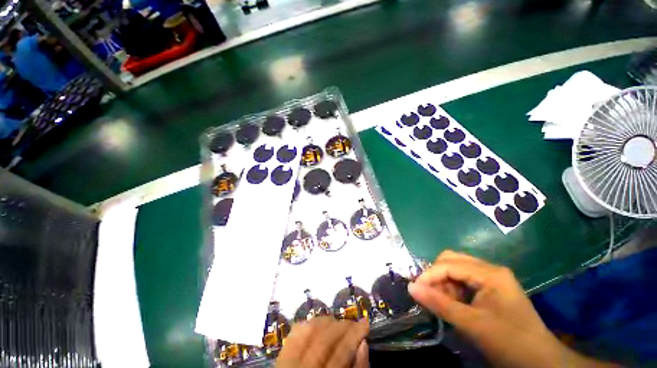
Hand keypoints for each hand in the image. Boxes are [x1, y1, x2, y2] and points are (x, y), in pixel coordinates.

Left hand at [276, 317, 368, 367]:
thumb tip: (363, 343)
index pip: (339, 353)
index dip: (354, 335)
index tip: (365, 324)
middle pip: (323, 340)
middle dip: (343, 326)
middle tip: (355, 323)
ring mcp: (287, 361)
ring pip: (309, 330)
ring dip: (328, 321)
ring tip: (341, 323)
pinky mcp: (281, 353)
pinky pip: (297, 331)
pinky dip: (312, 323)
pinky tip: (322, 324)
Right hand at [408, 250, 618, 367]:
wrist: (541, 362)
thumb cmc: (509, 342)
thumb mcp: (472, 325)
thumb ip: (440, 304)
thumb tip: (411, 287)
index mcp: (490, 273)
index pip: (449, 264)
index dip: (429, 275)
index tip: (415, 289)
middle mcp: (490, 269)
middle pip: (452, 260)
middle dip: (436, 275)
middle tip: (430, 294)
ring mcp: (492, 278)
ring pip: (456, 269)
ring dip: (444, 282)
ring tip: (442, 302)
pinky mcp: (492, 288)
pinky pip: (464, 279)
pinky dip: (453, 289)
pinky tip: (453, 303)